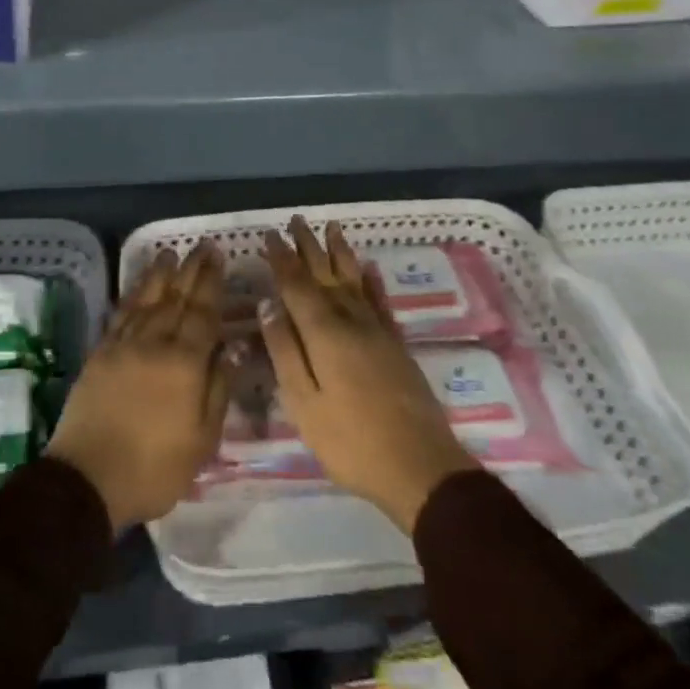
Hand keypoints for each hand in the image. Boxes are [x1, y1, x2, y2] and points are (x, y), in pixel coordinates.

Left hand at [46, 240, 227, 530]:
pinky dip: (131, 298)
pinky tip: (137, 290)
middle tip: (202, 245)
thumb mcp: (201, 440)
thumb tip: (229, 348)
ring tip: (170, 254)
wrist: (88, 478)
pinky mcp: (100, 355)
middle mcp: (154, 344)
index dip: (212, 283)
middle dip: (191, 270)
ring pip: (146, 301)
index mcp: (184, 363)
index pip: (202, 313)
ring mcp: (123, 346)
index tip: (219, 257)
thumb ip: (217, 389)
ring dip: (159, 276)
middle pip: (176, 299)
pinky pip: (120, 316)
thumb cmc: (154, 468)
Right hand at [259, 218, 476, 532]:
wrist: (421, 468)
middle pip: (325, 274)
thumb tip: (268, 304)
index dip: (282, 259)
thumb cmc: (351, 441)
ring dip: (340, 254)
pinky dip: (372, 281)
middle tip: (296, 220)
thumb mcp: (304, 403)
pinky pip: (380, 301)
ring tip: (332, 229)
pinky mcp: (397, 345)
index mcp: (324, 333)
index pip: (297, 285)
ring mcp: (378, 331)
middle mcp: (351, 321)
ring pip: (354, 280)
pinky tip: (368, 268)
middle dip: (308, 247)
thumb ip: (285, 351)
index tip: (270, 234)